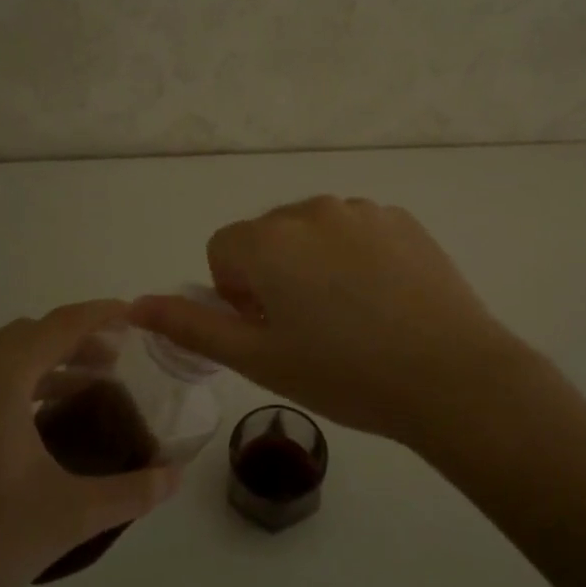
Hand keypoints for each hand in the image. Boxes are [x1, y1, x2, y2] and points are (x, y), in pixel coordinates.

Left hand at [0, 301, 184, 586]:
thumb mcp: (70, 516)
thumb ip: (131, 492)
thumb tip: (176, 476)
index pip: (57, 327)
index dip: (98, 315)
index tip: (133, 314)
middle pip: (27, 336)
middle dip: (74, 339)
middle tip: (115, 358)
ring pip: (2, 361)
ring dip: (46, 363)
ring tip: (86, 388)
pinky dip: (19, 386)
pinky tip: (40, 426)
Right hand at [131, 197, 540, 447]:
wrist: (451, 376)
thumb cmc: (344, 374)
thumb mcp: (258, 359)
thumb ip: (191, 326)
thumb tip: (135, 304)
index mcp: (269, 240)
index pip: (223, 249)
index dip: (235, 293)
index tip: (268, 329)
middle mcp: (310, 209)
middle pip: (267, 236)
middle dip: (272, 274)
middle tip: (308, 329)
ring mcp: (362, 210)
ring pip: (312, 231)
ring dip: (313, 263)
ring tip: (350, 317)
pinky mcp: (401, 218)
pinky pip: (356, 230)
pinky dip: (354, 256)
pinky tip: (383, 300)